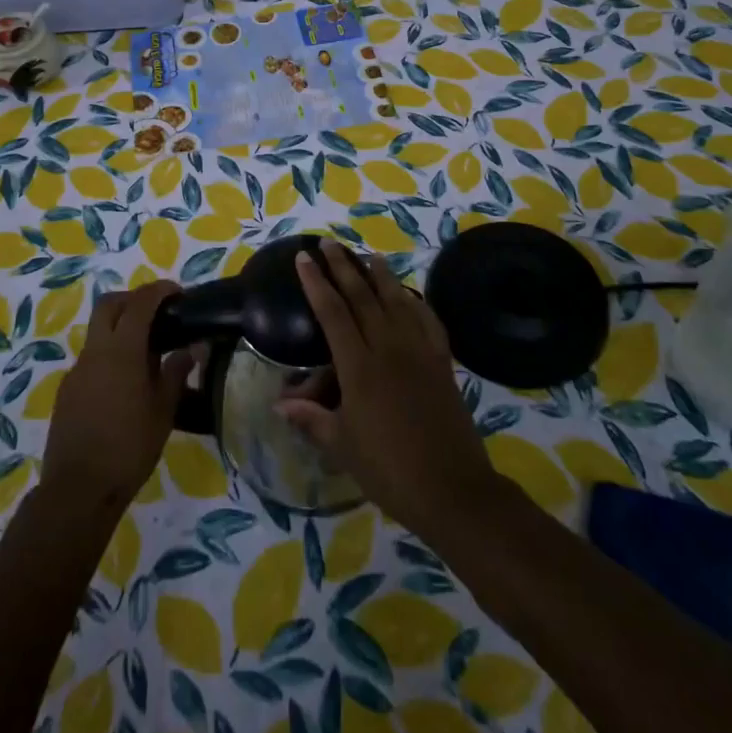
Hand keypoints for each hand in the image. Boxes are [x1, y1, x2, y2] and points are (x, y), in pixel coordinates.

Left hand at [41, 280, 192, 511]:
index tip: (177, 292)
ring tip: (147, 352)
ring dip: (120, 327)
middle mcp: (95, 352)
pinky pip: (91, 358)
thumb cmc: (129, 448)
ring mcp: (77, 371)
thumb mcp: (163, 411)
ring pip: (97, 331)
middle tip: (158, 313)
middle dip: (133, 299)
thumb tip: (189, 349)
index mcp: (121, 351)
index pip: (140, 303)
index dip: (159, 290)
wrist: (78, 490)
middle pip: (109, 305)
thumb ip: (176, 373)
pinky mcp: (67, 390)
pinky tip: (126, 384)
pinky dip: (109, 355)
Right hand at [278, 241, 500, 535]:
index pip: (333, 312)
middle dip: (343, 267)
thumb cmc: (389, 470)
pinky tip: (410, 296)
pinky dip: (417, 302)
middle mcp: (389, 348)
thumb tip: (280, 404)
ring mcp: (419, 351)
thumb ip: (312, 419)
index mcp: (359, 367)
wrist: (451, 488)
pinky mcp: (442, 361)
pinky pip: (428, 320)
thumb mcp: (342, 446)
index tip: (304, 258)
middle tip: (329, 244)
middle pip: (363, 296)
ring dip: (381, 275)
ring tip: (369, 256)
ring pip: (397, 300)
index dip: (316, 282)